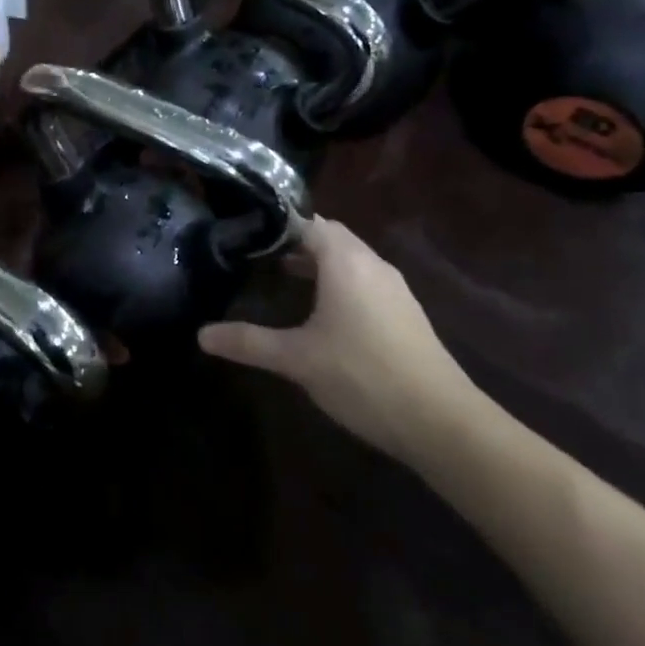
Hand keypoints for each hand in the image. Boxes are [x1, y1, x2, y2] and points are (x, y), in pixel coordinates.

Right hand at [199, 217, 482, 467]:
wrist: (443, 423)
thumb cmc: (363, 376)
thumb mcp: (297, 359)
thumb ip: (249, 342)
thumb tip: (201, 335)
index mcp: (345, 262)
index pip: (309, 222)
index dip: (279, 224)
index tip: (248, 231)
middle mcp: (372, 264)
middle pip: (332, 237)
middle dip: (298, 241)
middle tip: (261, 253)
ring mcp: (394, 289)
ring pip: (351, 260)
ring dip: (321, 263)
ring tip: (287, 278)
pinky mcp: (406, 313)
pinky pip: (366, 281)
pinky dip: (340, 283)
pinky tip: (325, 314)